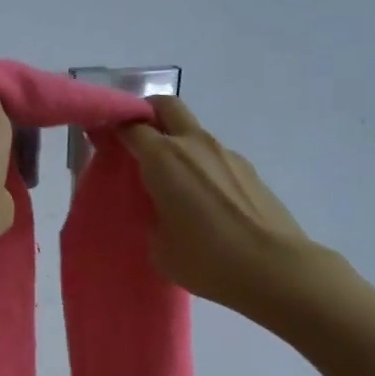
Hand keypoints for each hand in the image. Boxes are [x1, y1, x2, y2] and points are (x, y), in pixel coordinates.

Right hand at [120, 97, 314, 313]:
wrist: (273, 268)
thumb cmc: (207, 259)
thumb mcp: (159, 245)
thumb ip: (151, 214)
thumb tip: (159, 206)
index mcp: (164, 158)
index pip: (130, 126)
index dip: (112, 128)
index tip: (100, 139)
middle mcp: (194, 144)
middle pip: (165, 106)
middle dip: (146, 114)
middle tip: (135, 142)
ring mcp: (226, 153)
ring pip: (192, 132)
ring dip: (176, 143)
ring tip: (171, 183)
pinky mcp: (248, 169)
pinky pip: (213, 156)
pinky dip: (200, 165)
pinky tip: (203, 201)